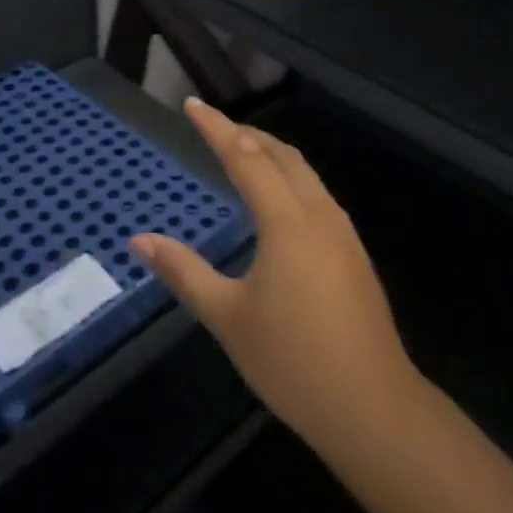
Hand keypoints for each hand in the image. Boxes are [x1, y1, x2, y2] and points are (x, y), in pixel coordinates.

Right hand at [132, 99, 420, 450]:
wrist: (373, 408)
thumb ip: (183, 272)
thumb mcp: (227, 317)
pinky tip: (278, 201)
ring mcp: (342, 232)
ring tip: (242, 152)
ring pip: (304, 173)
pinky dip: (289, 178)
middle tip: (215, 125)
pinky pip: (316, 194)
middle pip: (281, 155)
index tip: (193, 104)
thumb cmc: (292, 361)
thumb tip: (139, 240)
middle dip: (246, 134)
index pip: (245, 158)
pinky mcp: (353, 252)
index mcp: (286, 221)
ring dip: (271, 153)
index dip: (217, 128)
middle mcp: (318, 213)